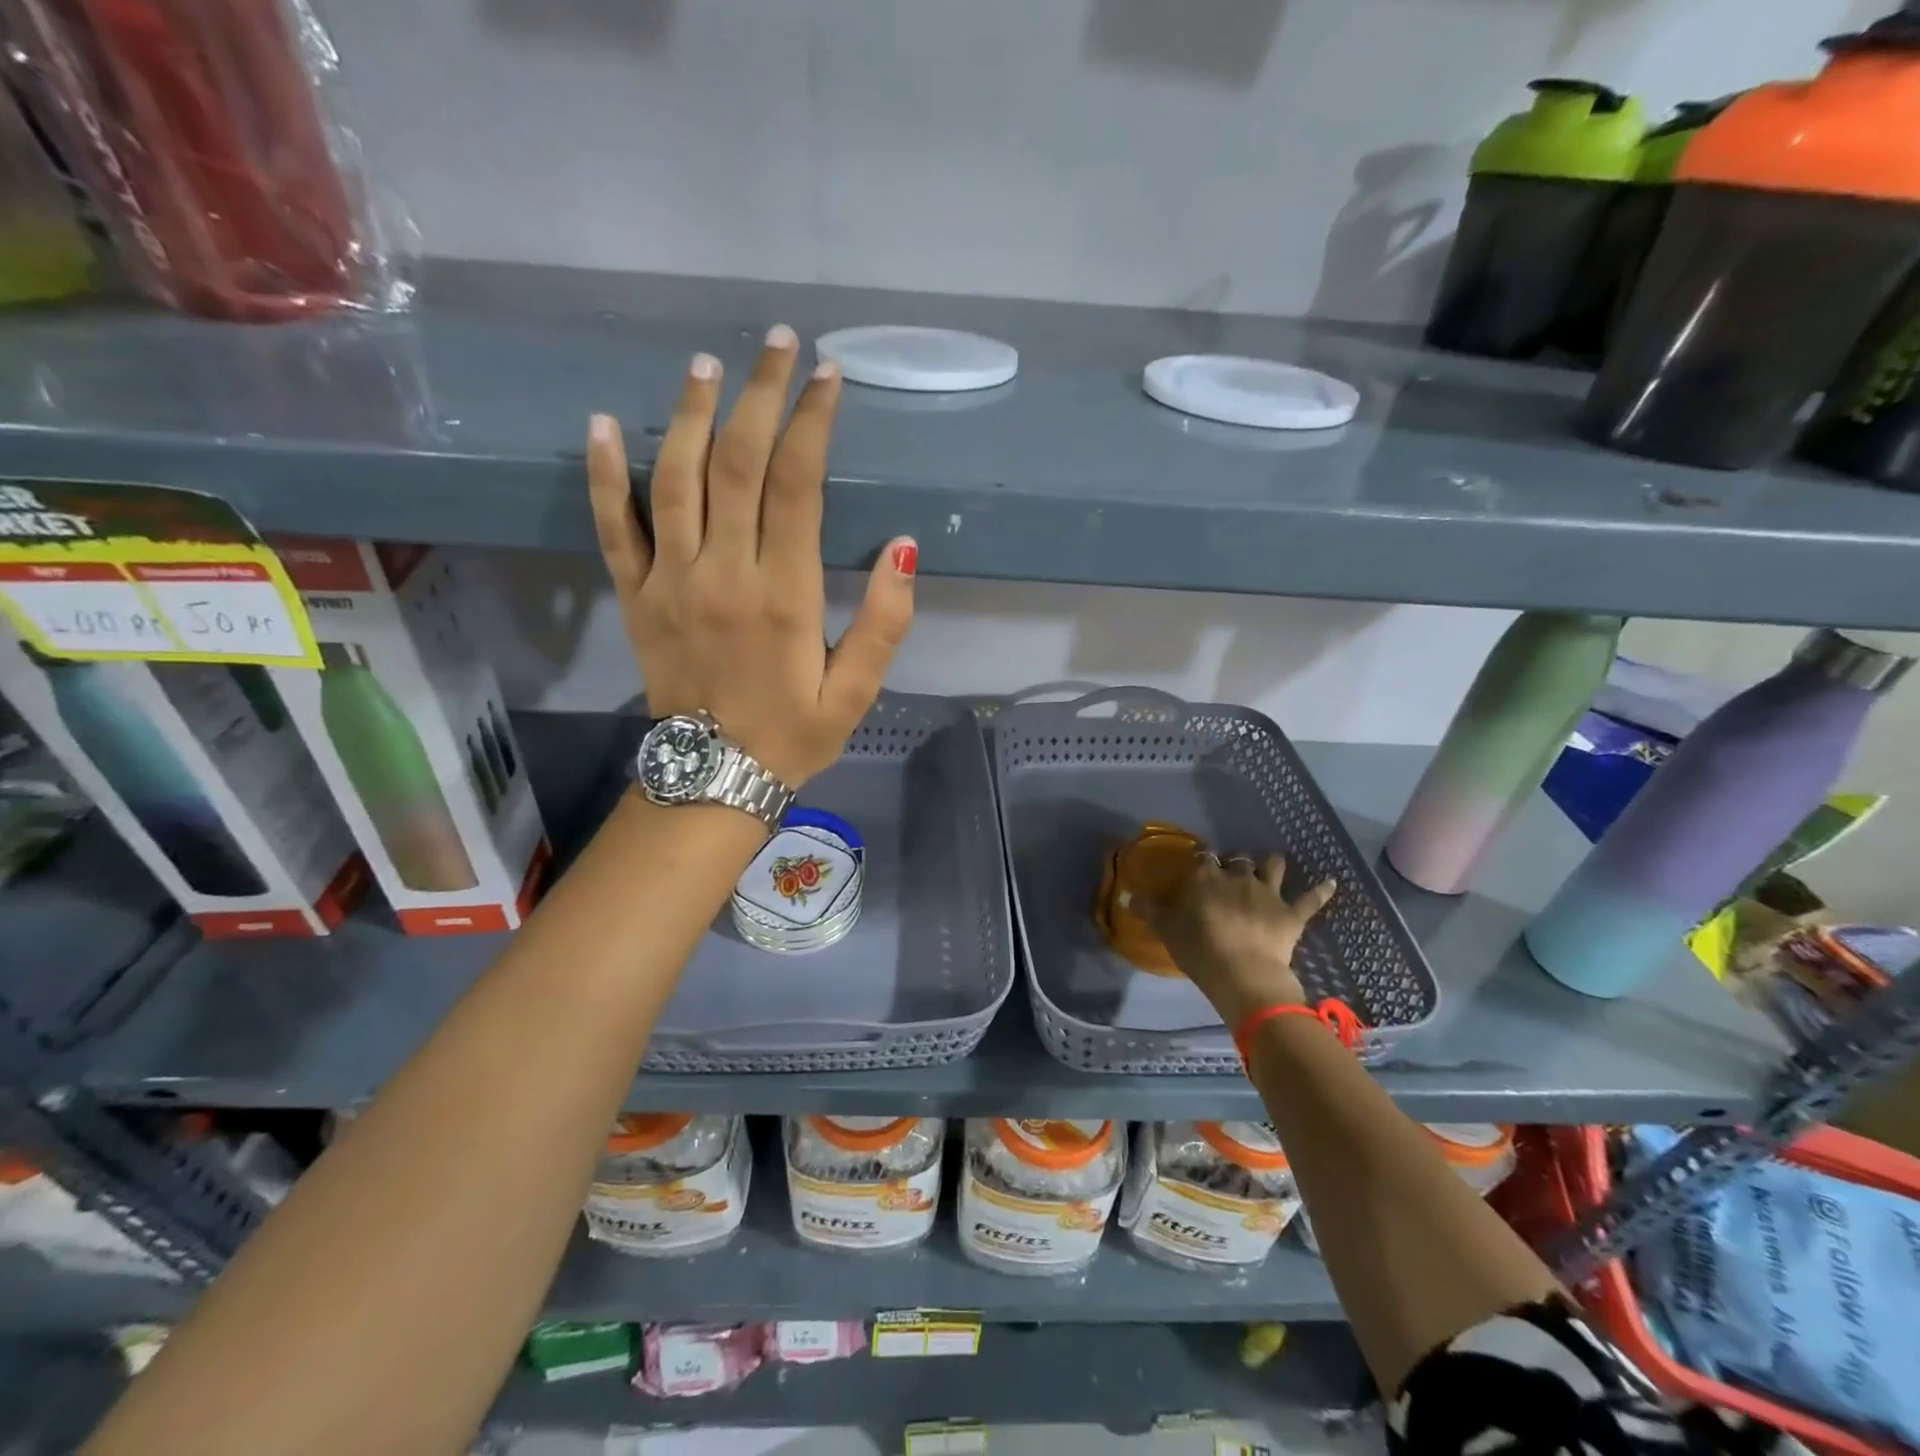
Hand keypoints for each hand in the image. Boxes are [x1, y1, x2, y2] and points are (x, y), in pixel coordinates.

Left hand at [587, 327, 916, 787]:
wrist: (713, 778)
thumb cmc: (794, 734)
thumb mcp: (858, 692)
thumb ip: (886, 621)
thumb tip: (904, 547)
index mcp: (783, 595)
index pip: (797, 485)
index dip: (812, 423)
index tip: (828, 377)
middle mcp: (723, 573)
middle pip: (737, 463)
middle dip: (760, 396)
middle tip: (778, 344)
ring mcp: (670, 581)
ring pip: (675, 479)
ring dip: (692, 414)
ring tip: (709, 364)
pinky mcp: (636, 596)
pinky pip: (614, 527)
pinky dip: (604, 474)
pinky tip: (605, 423)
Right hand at [1138, 853, 1336, 1029]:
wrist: (1243, 974)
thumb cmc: (1199, 950)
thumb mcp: (1167, 930)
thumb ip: (1148, 910)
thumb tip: (1126, 896)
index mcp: (1206, 878)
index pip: (1203, 859)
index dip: (1202, 863)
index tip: (1200, 869)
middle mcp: (1238, 877)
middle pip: (1237, 861)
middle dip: (1234, 864)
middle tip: (1230, 876)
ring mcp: (1268, 893)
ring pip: (1272, 867)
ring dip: (1271, 865)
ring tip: (1271, 865)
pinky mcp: (1291, 914)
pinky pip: (1310, 899)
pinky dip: (1322, 890)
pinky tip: (1331, 882)